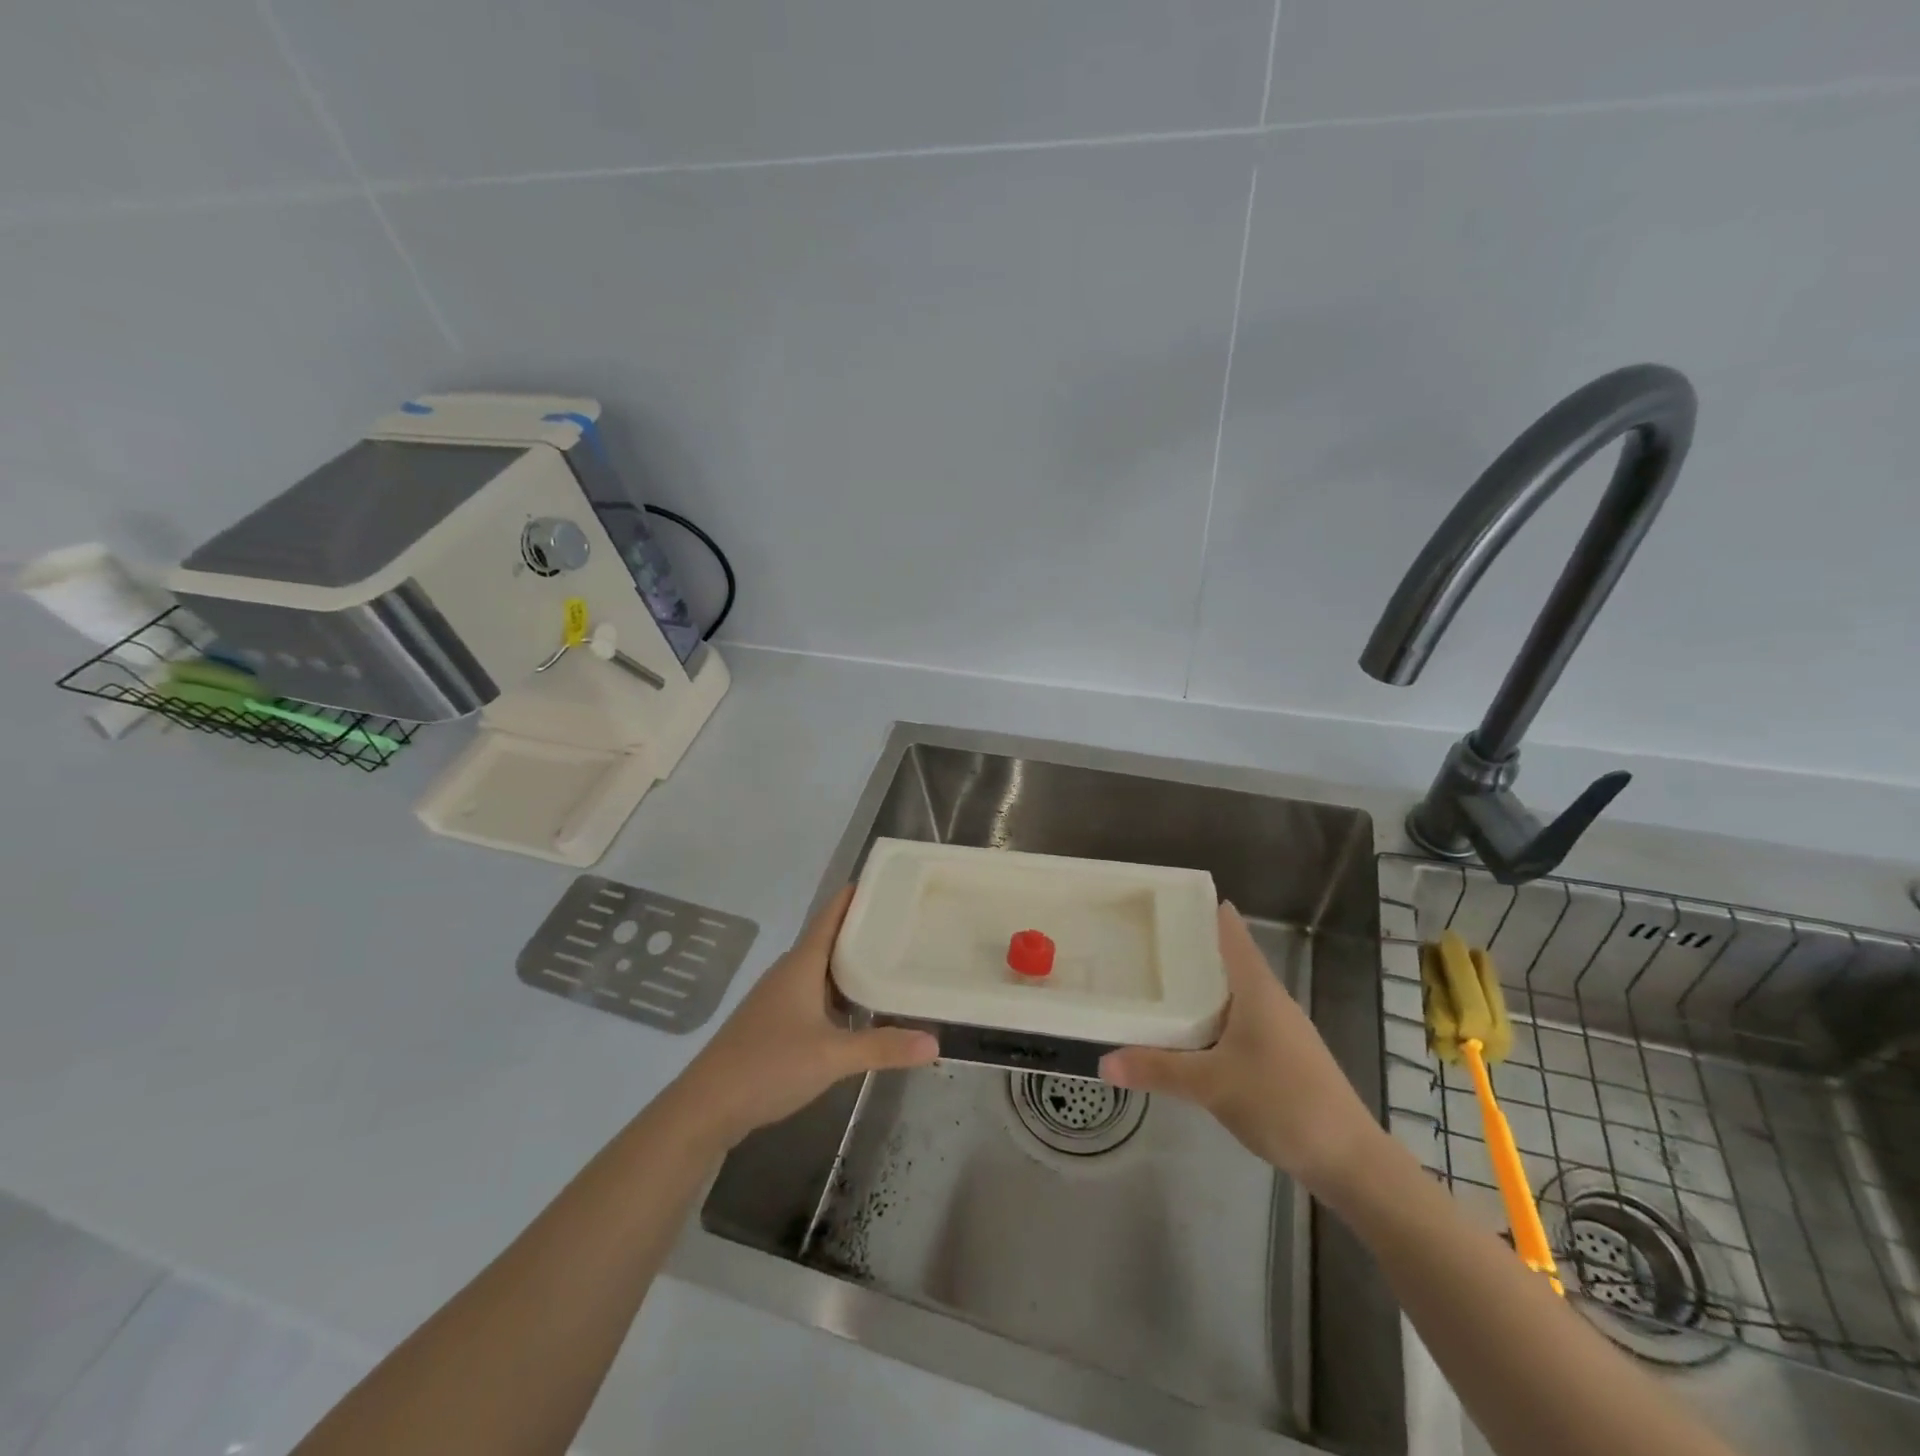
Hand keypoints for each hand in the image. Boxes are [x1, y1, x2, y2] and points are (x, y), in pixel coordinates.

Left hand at [668, 886, 938, 1150]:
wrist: (706, 1107)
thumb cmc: (768, 1065)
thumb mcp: (832, 1057)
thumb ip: (883, 1047)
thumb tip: (935, 1042)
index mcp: (801, 965)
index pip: (830, 915)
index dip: (854, 896)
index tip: (887, 882)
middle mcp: (789, 973)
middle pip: (829, 940)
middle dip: (862, 931)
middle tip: (904, 923)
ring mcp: (777, 999)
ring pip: (821, 971)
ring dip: (850, 965)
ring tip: (889, 962)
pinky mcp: (773, 1024)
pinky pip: (813, 995)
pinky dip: (838, 994)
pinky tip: (857, 1012)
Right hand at [1100, 902, 1388, 1194]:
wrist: (1349, 1160)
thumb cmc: (1282, 1102)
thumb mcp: (1211, 1084)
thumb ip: (1157, 1069)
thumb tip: (1103, 1061)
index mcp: (1258, 989)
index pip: (1231, 932)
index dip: (1203, 911)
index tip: (1166, 900)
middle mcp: (1271, 1000)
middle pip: (1228, 961)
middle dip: (1190, 950)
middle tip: (1144, 942)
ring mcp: (1281, 1029)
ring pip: (1234, 994)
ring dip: (1201, 987)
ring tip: (1157, 983)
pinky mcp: (1283, 1057)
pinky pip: (1240, 1022)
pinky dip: (1213, 1018)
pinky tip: (1191, 1035)